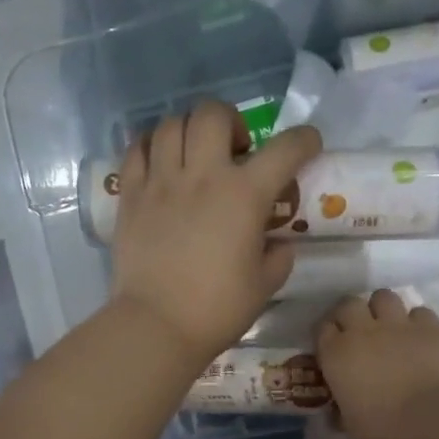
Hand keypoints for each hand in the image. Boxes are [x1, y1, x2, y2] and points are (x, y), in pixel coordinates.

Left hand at [108, 101, 322, 362]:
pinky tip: (161, 165)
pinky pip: (137, 149)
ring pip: (171, 124)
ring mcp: (161, 182)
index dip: (303, 140)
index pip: (284, 149)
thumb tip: (277, 241)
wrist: (157, 325)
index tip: (308, 145)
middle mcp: (202, 176)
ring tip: (194, 155)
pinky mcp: (131, 195)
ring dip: (189, 130)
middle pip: (213, 113)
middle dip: (231, 121)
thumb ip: (278, 255)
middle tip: (235, 149)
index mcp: (244, 195)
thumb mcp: (265, 285)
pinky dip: (152, 147)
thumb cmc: (217, 309)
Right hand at [316, 289, 438, 438]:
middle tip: (358, 331)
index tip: (332, 346)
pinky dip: (417, 322)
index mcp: (337, 353)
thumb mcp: (351, 426)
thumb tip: (336, 413)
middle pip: (349, 303)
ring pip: (384, 296)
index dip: (327, 335)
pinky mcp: (432, 327)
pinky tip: (420, 338)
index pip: (322, 328)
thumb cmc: (386, 430)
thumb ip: (341, 412)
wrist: (436, 421)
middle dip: (351, 314)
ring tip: (389, 327)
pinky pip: (419, 312)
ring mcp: (399, 324)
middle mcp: (363, 330)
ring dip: (383, 309)